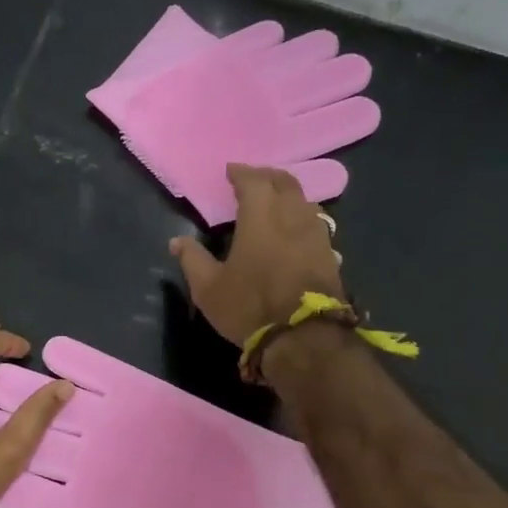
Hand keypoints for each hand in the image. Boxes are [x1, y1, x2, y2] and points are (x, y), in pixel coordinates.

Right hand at [168, 164, 343, 346]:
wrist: (304, 336)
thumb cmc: (250, 306)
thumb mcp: (209, 289)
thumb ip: (193, 260)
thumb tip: (177, 241)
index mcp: (260, 217)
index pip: (253, 181)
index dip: (241, 173)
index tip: (231, 171)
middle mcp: (292, 216)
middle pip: (285, 183)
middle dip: (268, 176)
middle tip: (254, 179)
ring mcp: (316, 235)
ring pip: (304, 201)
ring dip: (289, 195)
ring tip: (276, 201)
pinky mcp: (330, 255)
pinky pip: (316, 224)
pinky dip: (302, 218)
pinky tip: (296, 230)